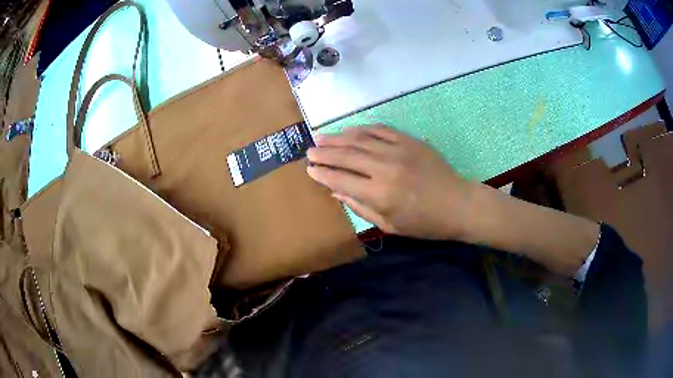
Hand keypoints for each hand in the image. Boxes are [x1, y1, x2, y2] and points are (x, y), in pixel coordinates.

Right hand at [306, 125, 475, 239]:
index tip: (309, 170)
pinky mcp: (409, 141)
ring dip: (338, 138)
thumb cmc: (424, 223)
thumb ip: (360, 207)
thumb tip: (336, 191)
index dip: (323, 174)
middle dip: (324, 153)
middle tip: (309, 151)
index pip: (341, 180)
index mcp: (380, 195)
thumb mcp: (390, 225)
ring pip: (360, 139)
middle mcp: (385, 169)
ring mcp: (398, 151)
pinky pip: (381, 130)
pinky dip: (362, 129)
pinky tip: (350, 130)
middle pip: (347, 156)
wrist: (458, 204)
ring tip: (321, 137)